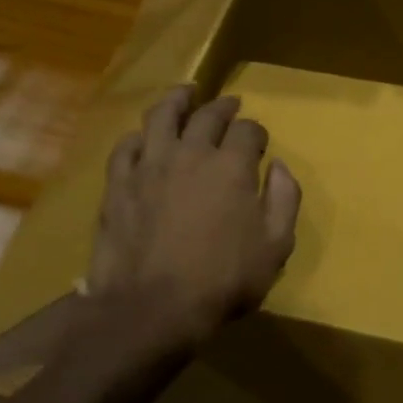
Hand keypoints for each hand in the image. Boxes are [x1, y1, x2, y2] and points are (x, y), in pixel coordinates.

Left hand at [88, 86, 299, 352]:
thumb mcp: (275, 247)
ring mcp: (149, 165)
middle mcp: (191, 153)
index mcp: (231, 166)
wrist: (151, 309)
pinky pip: (126, 147)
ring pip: (161, 116)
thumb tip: (278, 166)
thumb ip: (284, 199)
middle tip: (229, 105)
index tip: (258, 141)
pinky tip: (143, 137)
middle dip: (223, 107)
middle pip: (207, 115)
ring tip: (185, 93)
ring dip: (177, 100)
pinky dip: (138, 136)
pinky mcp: (118, 184)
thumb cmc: (222, 281)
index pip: (248, 130)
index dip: (256, 131)